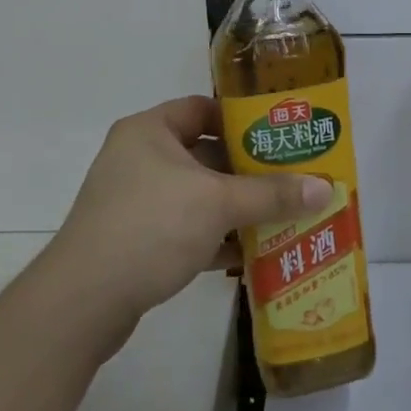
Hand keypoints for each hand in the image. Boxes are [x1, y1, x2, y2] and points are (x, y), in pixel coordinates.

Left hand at [48, 96, 331, 324]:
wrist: (84, 301)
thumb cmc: (151, 227)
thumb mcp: (218, 204)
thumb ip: (271, 194)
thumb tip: (326, 188)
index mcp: (150, 131)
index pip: (202, 109)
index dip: (242, 119)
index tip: (280, 134)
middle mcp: (139, 159)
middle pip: (204, 154)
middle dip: (248, 170)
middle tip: (292, 178)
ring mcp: (135, 201)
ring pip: (197, 196)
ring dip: (236, 208)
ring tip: (283, 215)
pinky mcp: (136, 240)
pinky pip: (185, 229)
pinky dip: (215, 238)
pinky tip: (251, 253)